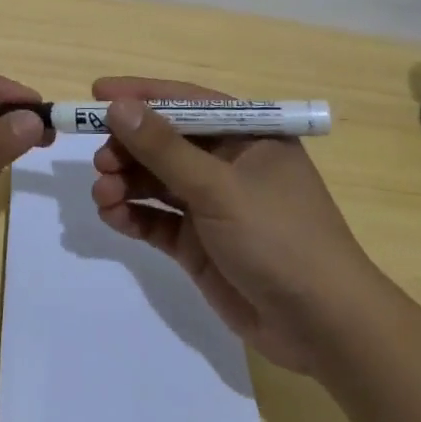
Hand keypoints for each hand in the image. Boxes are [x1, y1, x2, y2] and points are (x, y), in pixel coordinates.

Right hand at [88, 76, 382, 372]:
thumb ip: (164, 149)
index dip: (141, 96)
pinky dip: (132, 216)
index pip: (186, 102)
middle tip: (100, 162)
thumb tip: (117, 107)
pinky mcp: (198, 243)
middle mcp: (227, 164)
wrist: (324, 327)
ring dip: (125, 183)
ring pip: (155, 181)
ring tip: (103, 195)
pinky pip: (156, 219)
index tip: (96, 94)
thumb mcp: (219, 188)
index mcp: (247, 136)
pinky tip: (113, 217)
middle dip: (128, 149)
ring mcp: (212, 205)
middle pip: (164, 143)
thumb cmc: (280, 238)